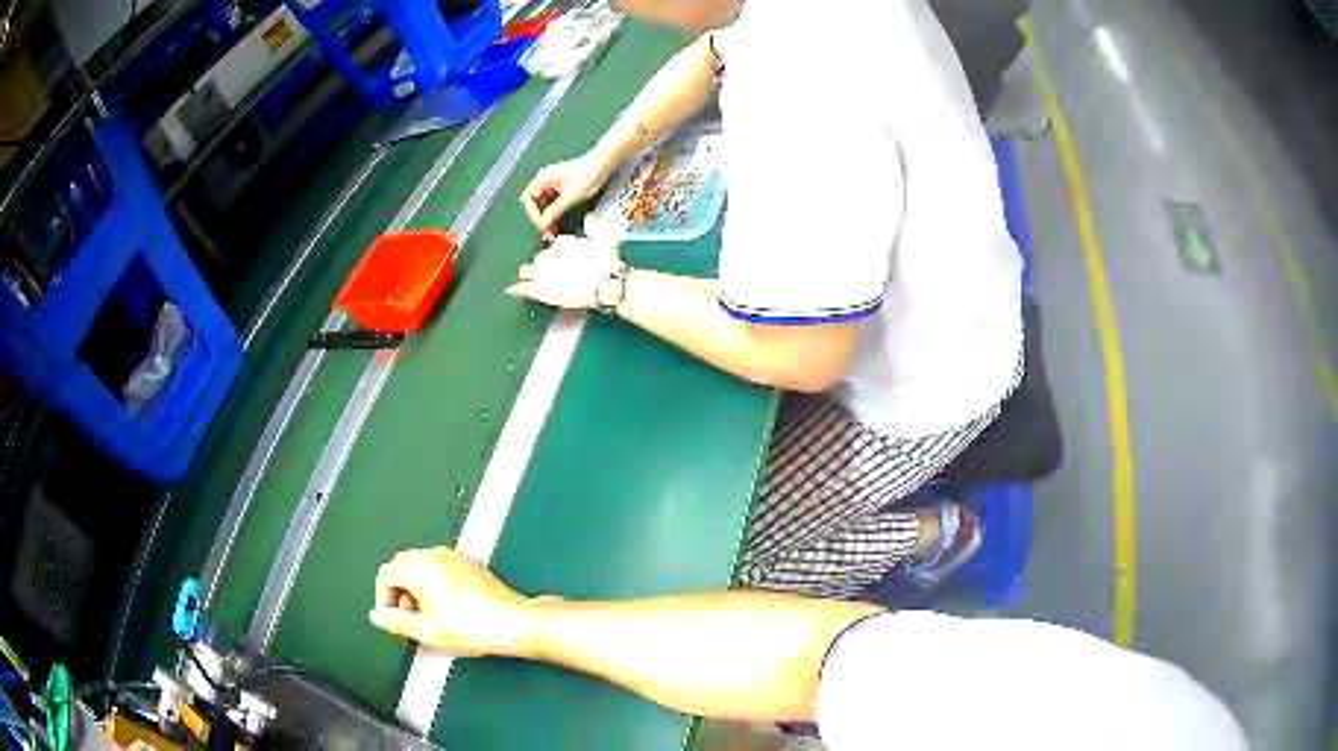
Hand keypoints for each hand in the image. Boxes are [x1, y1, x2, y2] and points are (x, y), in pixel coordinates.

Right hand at [369, 547, 533, 656]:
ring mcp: (455, 557)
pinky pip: (442, 569)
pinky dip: (437, 585)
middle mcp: (435, 554)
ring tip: (428, 617)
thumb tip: (379, 617)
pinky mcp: (471, 564)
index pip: (385, 574)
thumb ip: (395, 622)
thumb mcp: (425, 631)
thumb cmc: (475, 626)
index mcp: (418, 566)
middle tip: (407, 618)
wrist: (513, 623)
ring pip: (423, 567)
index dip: (382, 598)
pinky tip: (448, 609)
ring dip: (418, 589)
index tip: (389, 616)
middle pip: (403, 567)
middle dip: (400, 593)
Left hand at [506, 234, 622, 310]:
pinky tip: (512, 290)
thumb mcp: (604, 240)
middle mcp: (550, 255)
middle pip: (539, 257)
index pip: (555, 245)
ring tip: (529, 280)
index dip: (557, 252)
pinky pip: (522, 287)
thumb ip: (594, 229)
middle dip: (542, 263)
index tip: (561, 257)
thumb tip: (590, 218)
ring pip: (526, 270)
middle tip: (548, 271)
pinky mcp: (539, 290)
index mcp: (564, 242)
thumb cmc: (607, 264)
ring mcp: (542, 273)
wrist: (603, 285)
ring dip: (528, 274)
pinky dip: (517, 289)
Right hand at [520, 154, 612, 239]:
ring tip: (553, 232)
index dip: (534, 215)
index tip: (543, 226)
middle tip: (547, 234)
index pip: (529, 200)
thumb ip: (555, 211)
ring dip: (548, 218)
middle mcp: (545, 180)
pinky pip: (553, 203)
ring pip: (544, 205)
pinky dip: (555, 214)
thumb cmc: (589, 173)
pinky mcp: (562, 187)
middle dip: (540, 219)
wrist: (605, 162)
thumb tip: (542, 225)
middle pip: (535, 203)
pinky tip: (560, 224)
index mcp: (543, 178)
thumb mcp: (571, 196)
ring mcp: (553, 183)